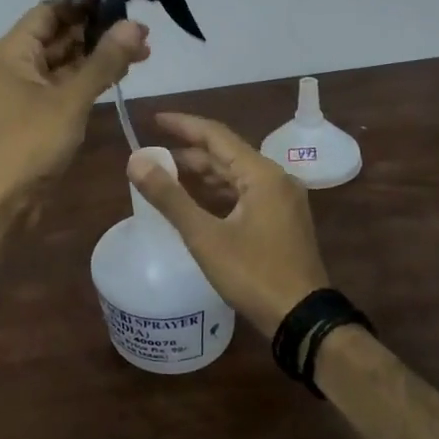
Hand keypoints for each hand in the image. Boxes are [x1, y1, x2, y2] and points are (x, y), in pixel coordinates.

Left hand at [0, 1, 150, 217]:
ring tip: (143, 50)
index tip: (122, 0)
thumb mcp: (70, 99)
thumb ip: (104, 61)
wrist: (1, 203)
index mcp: (13, 51)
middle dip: (98, 30)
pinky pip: (66, 85)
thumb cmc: (29, 143)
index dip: (84, 3)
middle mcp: (17, 64)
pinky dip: (90, 78)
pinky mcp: (38, 113)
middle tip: (142, 31)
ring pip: (66, 61)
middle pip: (59, 34)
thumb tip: (135, 24)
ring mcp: (27, 90)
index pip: (50, 10)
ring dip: (98, 55)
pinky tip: (121, 74)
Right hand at [128, 113, 329, 334]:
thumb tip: (136, 161)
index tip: (154, 119)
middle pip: (226, 154)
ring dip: (202, 173)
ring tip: (168, 176)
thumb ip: (169, 196)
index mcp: (262, 174)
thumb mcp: (205, 236)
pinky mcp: (282, 220)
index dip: (182, 125)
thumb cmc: (253, 274)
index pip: (216, 135)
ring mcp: (283, 200)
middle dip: (189, 152)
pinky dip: (218, 192)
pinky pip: (245, 193)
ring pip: (235, 175)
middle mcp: (276, 179)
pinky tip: (197, 201)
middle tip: (153, 154)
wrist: (302, 319)